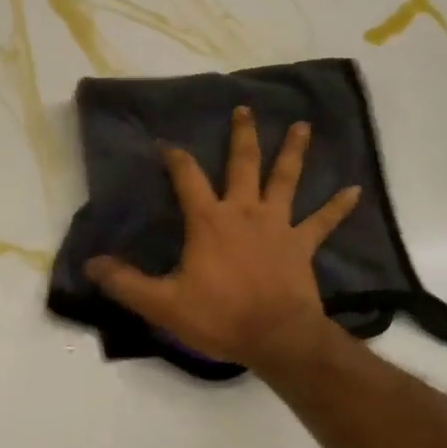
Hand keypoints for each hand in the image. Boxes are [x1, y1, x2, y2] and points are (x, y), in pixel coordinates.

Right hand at [84, 107, 359, 377]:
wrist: (276, 338)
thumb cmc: (219, 317)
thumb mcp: (162, 303)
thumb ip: (125, 282)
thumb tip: (91, 264)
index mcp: (209, 221)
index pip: (187, 177)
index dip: (175, 157)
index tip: (166, 143)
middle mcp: (244, 212)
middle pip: (243, 164)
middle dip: (242, 135)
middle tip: (245, 109)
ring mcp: (277, 226)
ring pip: (285, 180)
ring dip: (293, 152)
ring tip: (303, 126)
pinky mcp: (301, 245)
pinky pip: (323, 222)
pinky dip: (338, 206)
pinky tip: (356, 190)